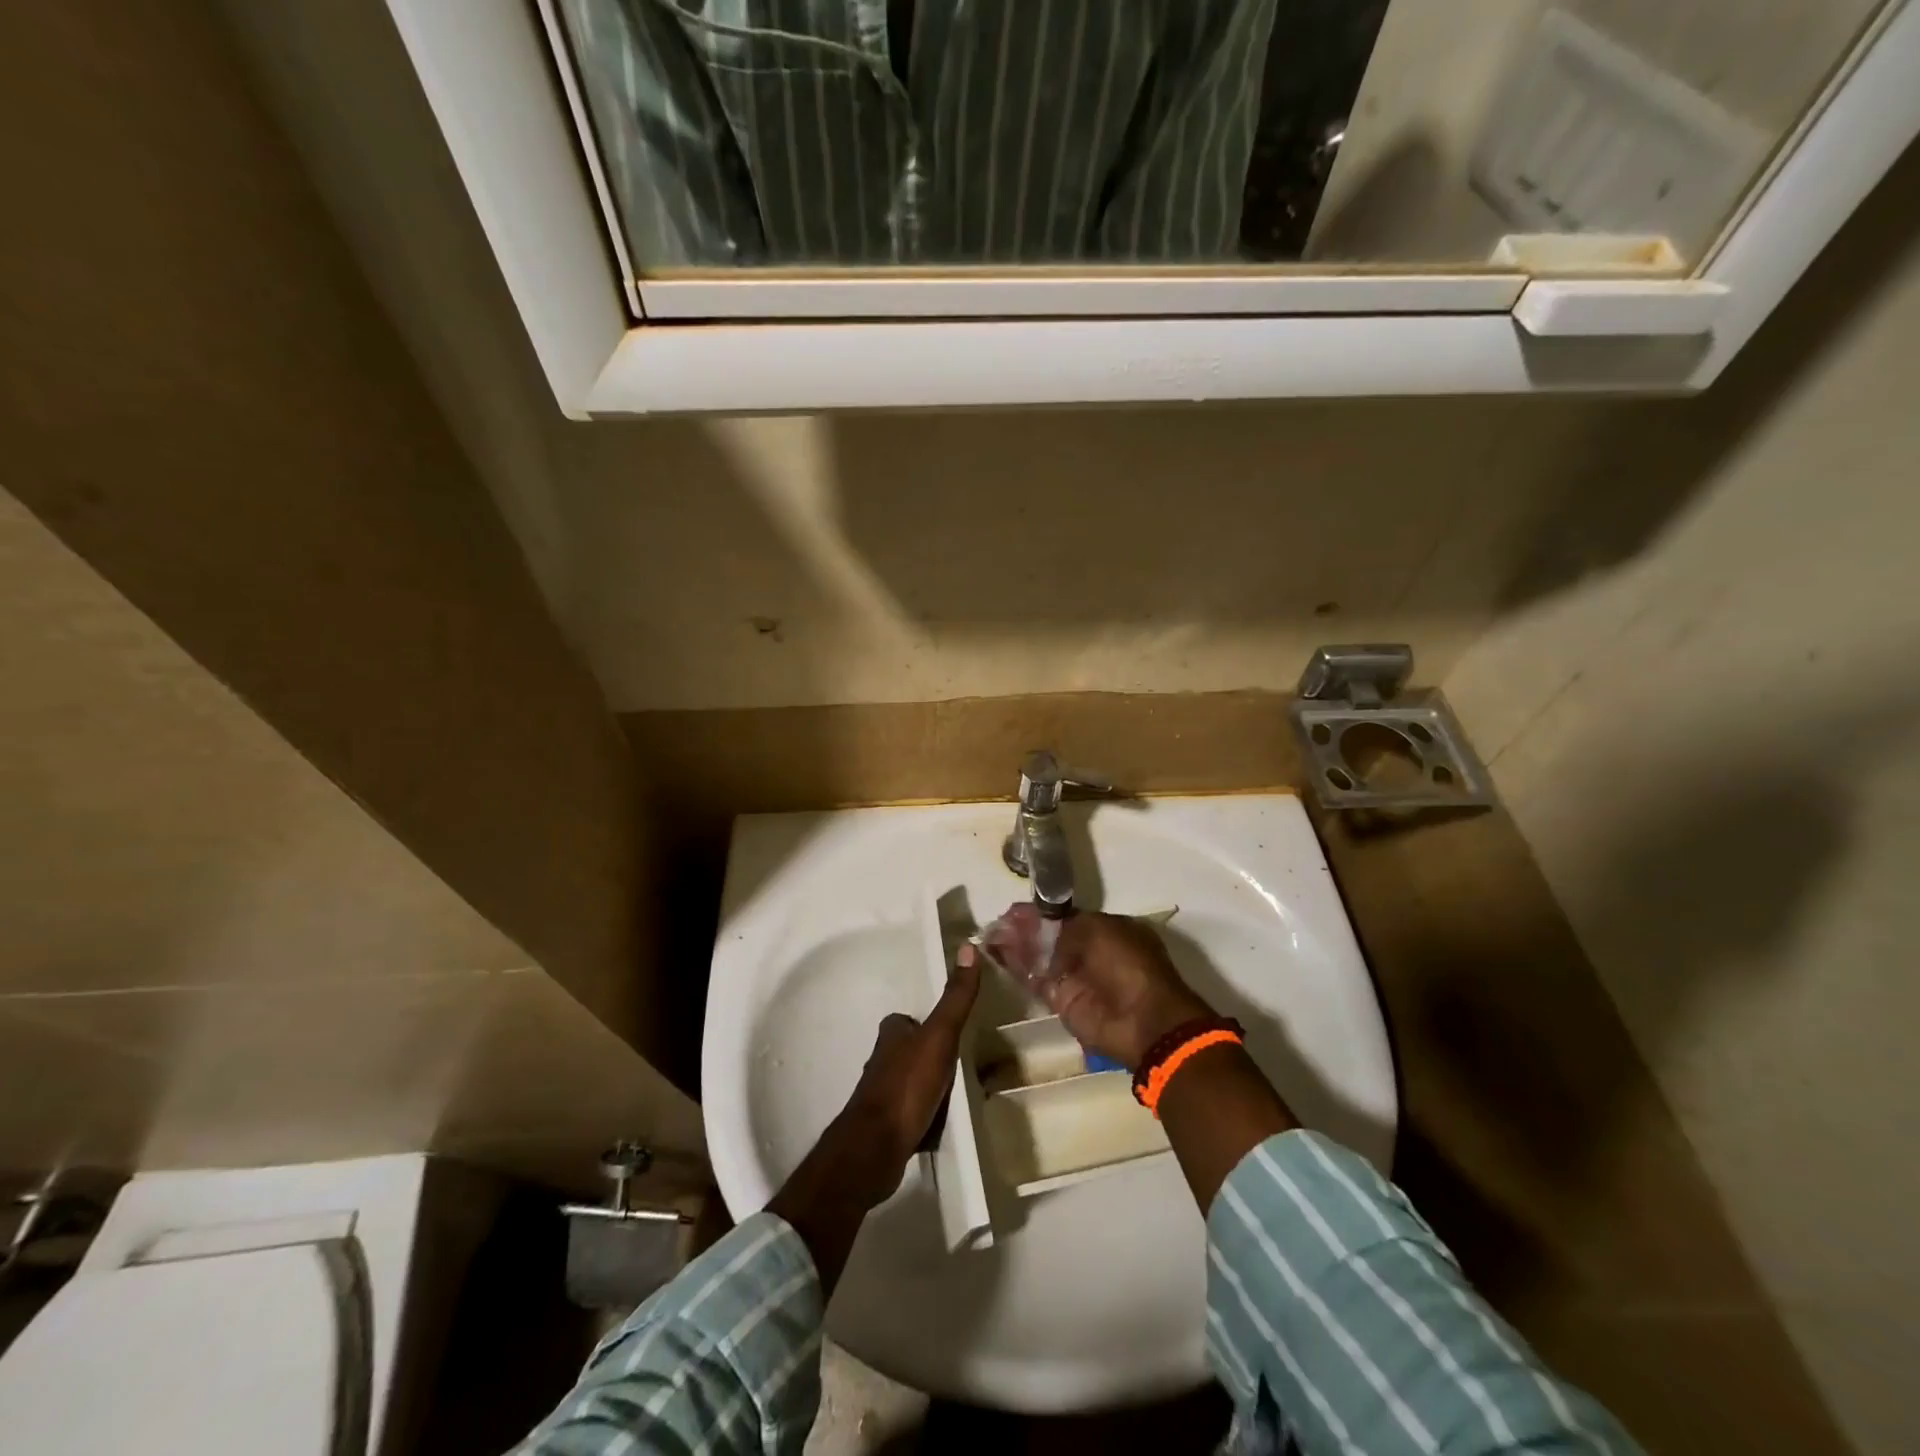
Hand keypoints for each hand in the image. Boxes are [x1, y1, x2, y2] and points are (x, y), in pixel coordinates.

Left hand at [828, 954, 983, 1208]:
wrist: (876, 1149)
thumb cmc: (907, 1086)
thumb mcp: (939, 1036)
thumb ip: (955, 998)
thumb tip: (968, 948)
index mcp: (891, 1035)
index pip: (907, 1020)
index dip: (925, 1023)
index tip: (950, 1030)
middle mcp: (880, 1062)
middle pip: (908, 1051)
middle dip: (929, 1056)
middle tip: (960, 1064)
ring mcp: (880, 1097)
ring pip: (909, 1082)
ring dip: (927, 1086)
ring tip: (956, 1095)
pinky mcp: (885, 1128)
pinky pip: (910, 1113)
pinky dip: (923, 1115)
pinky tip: (940, 1124)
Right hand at [986, 906, 1211, 1070]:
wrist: (1141, 1020)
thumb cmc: (1128, 963)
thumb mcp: (1099, 928)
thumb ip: (1067, 926)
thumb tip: (1044, 931)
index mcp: (1108, 930)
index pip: (1068, 918)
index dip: (1042, 913)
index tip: (1017, 909)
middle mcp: (1090, 952)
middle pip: (1049, 936)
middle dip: (1025, 928)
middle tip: (999, 920)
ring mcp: (1074, 977)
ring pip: (1038, 957)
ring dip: (1016, 945)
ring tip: (990, 933)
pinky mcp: (1060, 1001)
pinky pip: (1034, 979)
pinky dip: (1015, 967)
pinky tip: (995, 953)